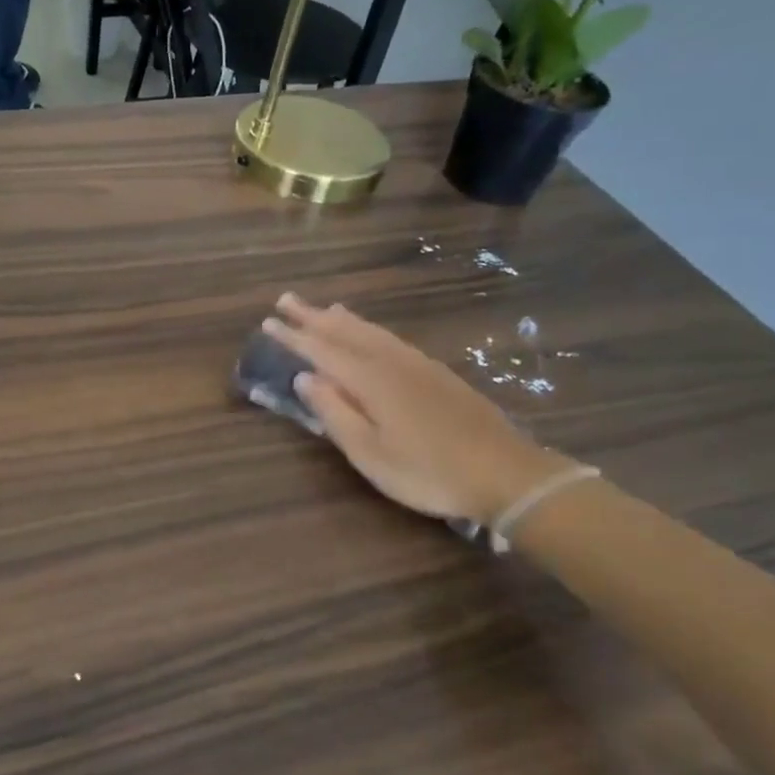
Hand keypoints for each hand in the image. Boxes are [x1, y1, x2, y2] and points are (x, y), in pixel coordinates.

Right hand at [265, 294, 561, 524]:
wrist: (506, 474)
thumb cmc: (428, 471)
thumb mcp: (370, 453)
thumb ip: (334, 413)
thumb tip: (305, 378)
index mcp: (371, 380)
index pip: (322, 350)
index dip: (293, 337)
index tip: (268, 322)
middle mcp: (392, 362)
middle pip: (345, 332)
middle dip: (313, 316)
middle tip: (286, 300)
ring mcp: (418, 365)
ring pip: (371, 332)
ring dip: (342, 319)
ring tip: (323, 308)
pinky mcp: (437, 374)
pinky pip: (391, 339)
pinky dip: (370, 330)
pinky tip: (370, 335)